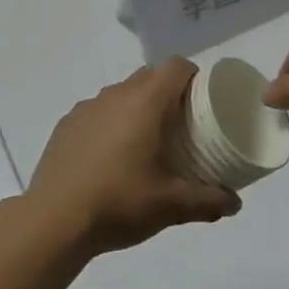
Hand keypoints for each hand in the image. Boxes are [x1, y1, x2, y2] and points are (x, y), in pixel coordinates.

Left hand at [26, 58, 241, 254]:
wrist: (53, 221)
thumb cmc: (120, 202)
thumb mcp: (172, 206)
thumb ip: (209, 201)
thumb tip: (235, 203)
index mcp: (146, 102)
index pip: (176, 66)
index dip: (194, 77)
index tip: (202, 102)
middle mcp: (115, 95)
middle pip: (149, 76)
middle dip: (168, 93)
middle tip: (180, 126)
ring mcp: (86, 108)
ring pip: (121, 93)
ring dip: (137, 108)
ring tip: (144, 144)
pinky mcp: (65, 126)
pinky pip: (97, 113)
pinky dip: (109, 124)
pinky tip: (109, 158)